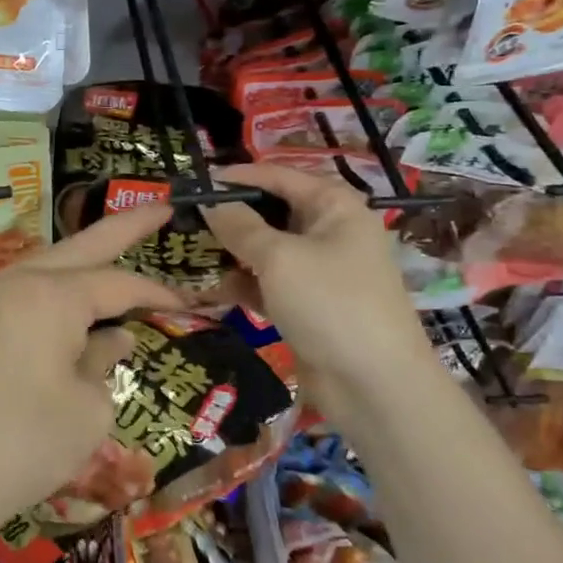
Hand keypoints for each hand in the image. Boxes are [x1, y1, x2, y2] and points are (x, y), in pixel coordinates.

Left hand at [0, 204, 184, 533]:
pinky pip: (22, 289)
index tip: (188, 302)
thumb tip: (111, 339)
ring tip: (116, 247)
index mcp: (51, 296)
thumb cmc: (24, 444)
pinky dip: (53, 287)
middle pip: (80, 246)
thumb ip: (104, 363)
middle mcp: (16, 282)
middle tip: (160, 207)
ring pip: (46, 264)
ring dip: (83, 256)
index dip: (155, 292)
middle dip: (123, 227)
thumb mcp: (88, 409)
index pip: (117, 284)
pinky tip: (69, 297)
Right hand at [200, 162, 435, 398]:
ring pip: (266, 250)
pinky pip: (268, 283)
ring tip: (188, 252)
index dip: (237, 177)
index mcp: (333, 206)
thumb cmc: (330, 303)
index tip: (195, 182)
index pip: (278, 176)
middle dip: (231, 216)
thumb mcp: (278, 258)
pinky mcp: (308, 305)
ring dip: (232, 252)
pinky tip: (209, 289)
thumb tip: (209, 202)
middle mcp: (328, 231)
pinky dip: (243, 284)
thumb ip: (239, 226)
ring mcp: (319, 271)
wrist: (376, 386)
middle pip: (271, 212)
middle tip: (186, 219)